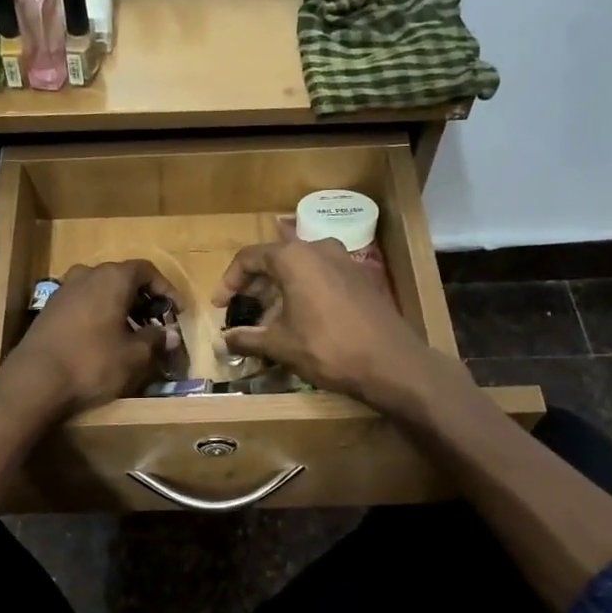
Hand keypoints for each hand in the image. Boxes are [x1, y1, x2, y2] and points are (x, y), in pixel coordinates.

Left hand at [2, 259, 178, 417]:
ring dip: (121, 307)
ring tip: (133, 333)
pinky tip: (105, 338)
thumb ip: (155, 340)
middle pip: (122, 278)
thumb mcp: (133, 355)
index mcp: (112, 278)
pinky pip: (84, 303)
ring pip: (101, 290)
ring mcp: (64, 290)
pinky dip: (100, 314)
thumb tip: (171, 334)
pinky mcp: (50, 309)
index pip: (146, 270)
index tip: (178, 311)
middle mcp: (87, 274)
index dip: (166, 289)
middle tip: (157, 322)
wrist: (34, 380)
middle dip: (143, 299)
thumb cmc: (92, 362)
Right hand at [215, 238, 436, 407]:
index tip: (220, 305)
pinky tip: (299, 319)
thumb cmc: (327, 348)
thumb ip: (247, 339)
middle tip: (242, 310)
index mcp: (294, 257)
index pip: (249, 257)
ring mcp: (344, 260)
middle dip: (255, 285)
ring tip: (268, 318)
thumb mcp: (280, 345)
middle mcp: (319, 248)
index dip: (229, 281)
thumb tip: (222, 342)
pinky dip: (303, 291)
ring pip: (300, 267)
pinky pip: (321, 276)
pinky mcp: (361, 277)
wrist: (391, 363)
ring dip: (279, 289)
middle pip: (276, 258)